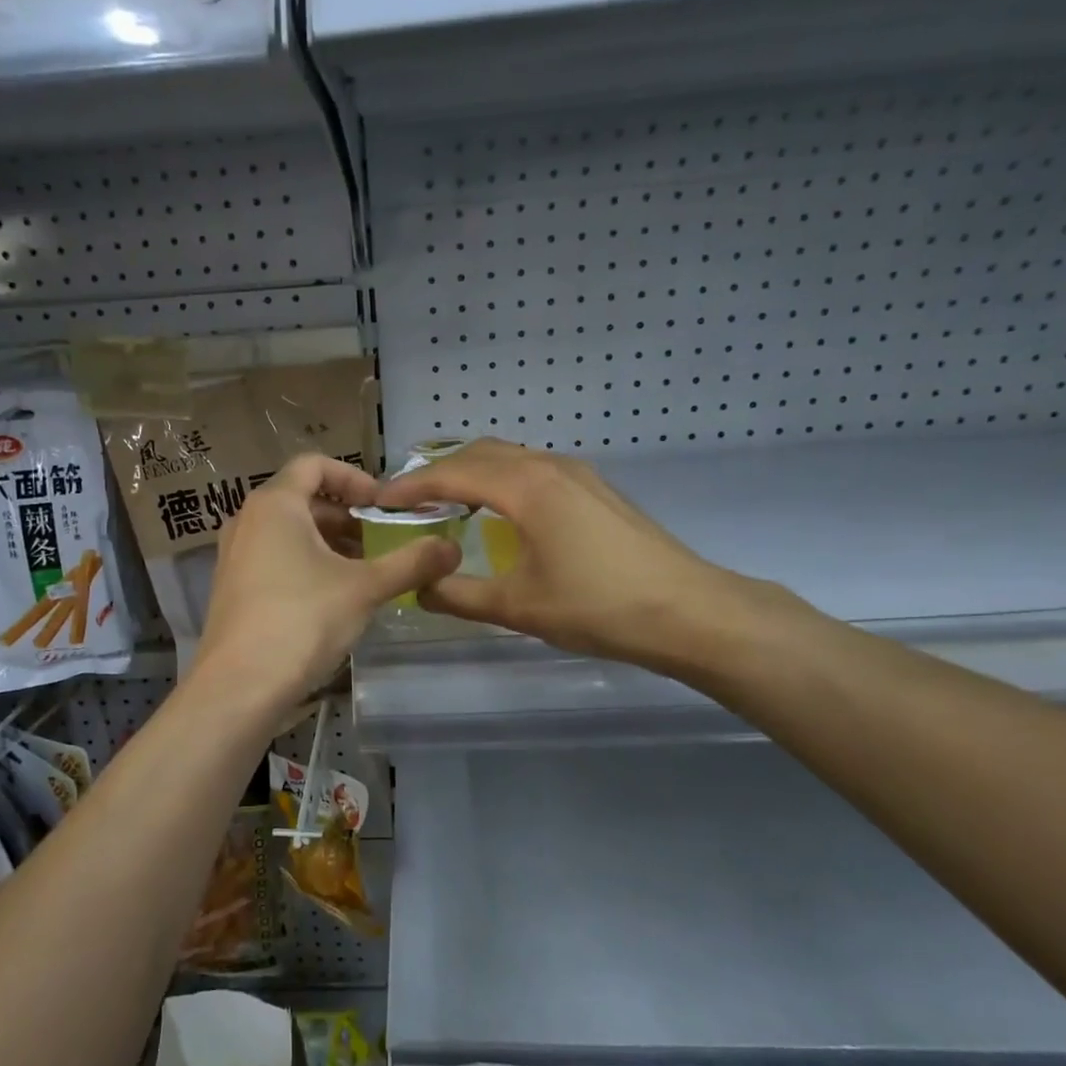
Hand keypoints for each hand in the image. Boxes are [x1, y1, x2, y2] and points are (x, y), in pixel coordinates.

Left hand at [195, 454, 460, 711]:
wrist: (240, 687)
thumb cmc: (302, 620)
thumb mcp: (365, 588)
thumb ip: (411, 562)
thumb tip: (453, 548)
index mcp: (275, 504)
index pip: (315, 464)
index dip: (355, 478)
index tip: (383, 506)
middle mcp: (247, 520)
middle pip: (303, 498)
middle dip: (346, 516)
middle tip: (380, 541)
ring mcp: (234, 555)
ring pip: (288, 531)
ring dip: (328, 543)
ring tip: (363, 571)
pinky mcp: (232, 587)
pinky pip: (273, 557)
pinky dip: (305, 563)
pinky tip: (332, 597)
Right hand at [376, 438, 768, 679]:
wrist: (687, 611)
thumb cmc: (597, 607)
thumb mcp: (517, 606)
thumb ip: (458, 595)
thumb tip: (416, 589)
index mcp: (526, 487)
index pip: (451, 474)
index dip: (410, 487)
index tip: (379, 502)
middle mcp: (549, 466)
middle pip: (479, 454)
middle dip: (437, 472)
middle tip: (408, 502)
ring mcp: (577, 474)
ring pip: (509, 457)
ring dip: (471, 472)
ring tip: (445, 504)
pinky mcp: (595, 489)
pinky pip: (533, 468)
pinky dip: (501, 479)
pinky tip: (499, 512)